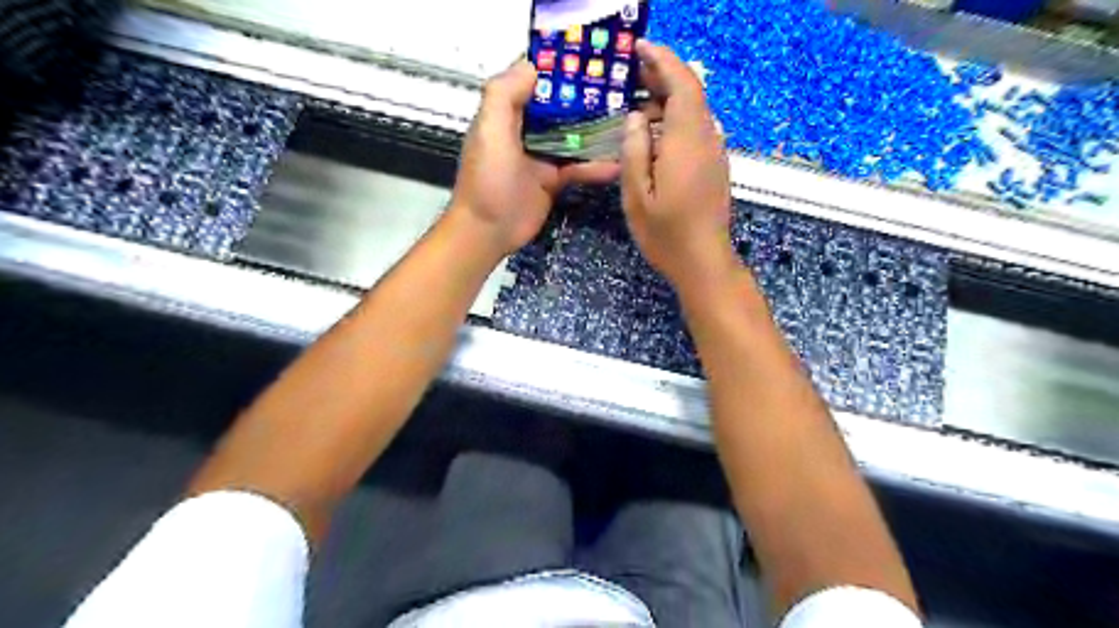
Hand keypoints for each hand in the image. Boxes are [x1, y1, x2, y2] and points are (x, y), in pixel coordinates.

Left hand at [448, 62, 621, 257]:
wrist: (488, 231)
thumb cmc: (487, 180)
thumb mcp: (490, 131)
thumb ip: (504, 95)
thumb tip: (532, 66)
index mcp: (506, 114)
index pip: (533, 82)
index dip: (556, 69)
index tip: (587, 58)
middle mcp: (525, 131)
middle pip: (558, 107)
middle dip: (584, 98)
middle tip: (618, 88)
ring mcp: (541, 156)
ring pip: (572, 137)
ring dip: (595, 131)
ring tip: (626, 121)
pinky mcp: (553, 180)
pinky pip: (578, 167)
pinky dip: (595, 166)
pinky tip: (617, 164)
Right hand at [621, 42, 736, 291]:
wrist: (703, 261)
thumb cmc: (665, 233)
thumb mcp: (636, 195)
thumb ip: (634, 151)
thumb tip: (636, 117)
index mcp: (687, 141)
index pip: (683, 83)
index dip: (663, 60)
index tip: (640, 47)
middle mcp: (707, 139)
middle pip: (691, 93)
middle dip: (663, 75)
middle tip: (632, 73)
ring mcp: (714, 153)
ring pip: (695, 111)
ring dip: (669, 99)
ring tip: (637, 103)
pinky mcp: (715, 166)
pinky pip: (697, 130)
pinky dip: (676, 119)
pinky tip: (655, 133)